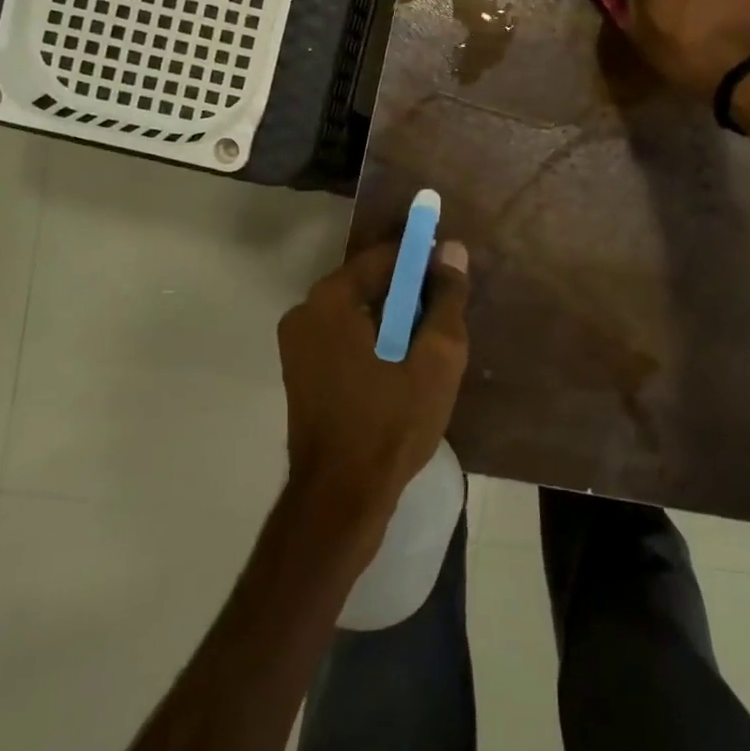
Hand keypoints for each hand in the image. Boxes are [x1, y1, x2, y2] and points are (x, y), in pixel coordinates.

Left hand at [276, 240, 469, 533]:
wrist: (340, 500)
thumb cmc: (391, 424)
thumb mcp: (436, 359)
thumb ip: (446, 299)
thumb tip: (452, 250)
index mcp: (330, 299)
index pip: (385, 257)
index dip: (423, 262)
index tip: (452, 280)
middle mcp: (305, 311)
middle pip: (369, 283)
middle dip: (409, 295)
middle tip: (444, 322)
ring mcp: (297, 344)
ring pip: (357, 313)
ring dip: (393, 321)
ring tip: (427, 350)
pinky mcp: (300, 371)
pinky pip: (344, 337)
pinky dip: (373, 342)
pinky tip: (400, 370)